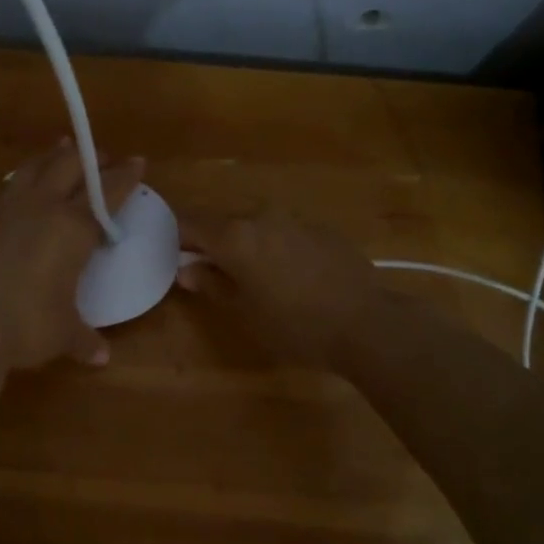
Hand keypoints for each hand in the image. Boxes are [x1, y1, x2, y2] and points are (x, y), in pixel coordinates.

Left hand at [0, 142, 143, 370]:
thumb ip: (83, 338)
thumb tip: (100, 358)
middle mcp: (42, 209)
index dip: (125, 176)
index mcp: (73, 229)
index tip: (138, 161)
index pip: (107, 193)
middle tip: (102, 155)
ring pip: (32, 169)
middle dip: (89, 158)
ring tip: (59, 148)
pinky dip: (13, 184)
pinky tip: (12, 187)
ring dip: (50, 157)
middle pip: (69, 167)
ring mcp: (5, 210)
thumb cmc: (26, 325)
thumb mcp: (62, 333)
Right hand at [178, 206, 392, 368]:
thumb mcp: (245, 312)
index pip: (190, 223)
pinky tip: (291, 274)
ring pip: (256, 224)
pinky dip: (276, 245)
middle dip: (213, 241)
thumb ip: (212, 284)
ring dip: (246, 242)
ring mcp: (294, 218)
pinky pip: (285, 230)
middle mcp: (261, 217)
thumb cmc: (295, 326)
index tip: (177, 257)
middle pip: (223, 221)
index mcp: (235, 236)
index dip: (178, 238)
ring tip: (255, 275)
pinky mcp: (321, 228)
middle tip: (213, 271)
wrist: (366, 323)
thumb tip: (185, 270)